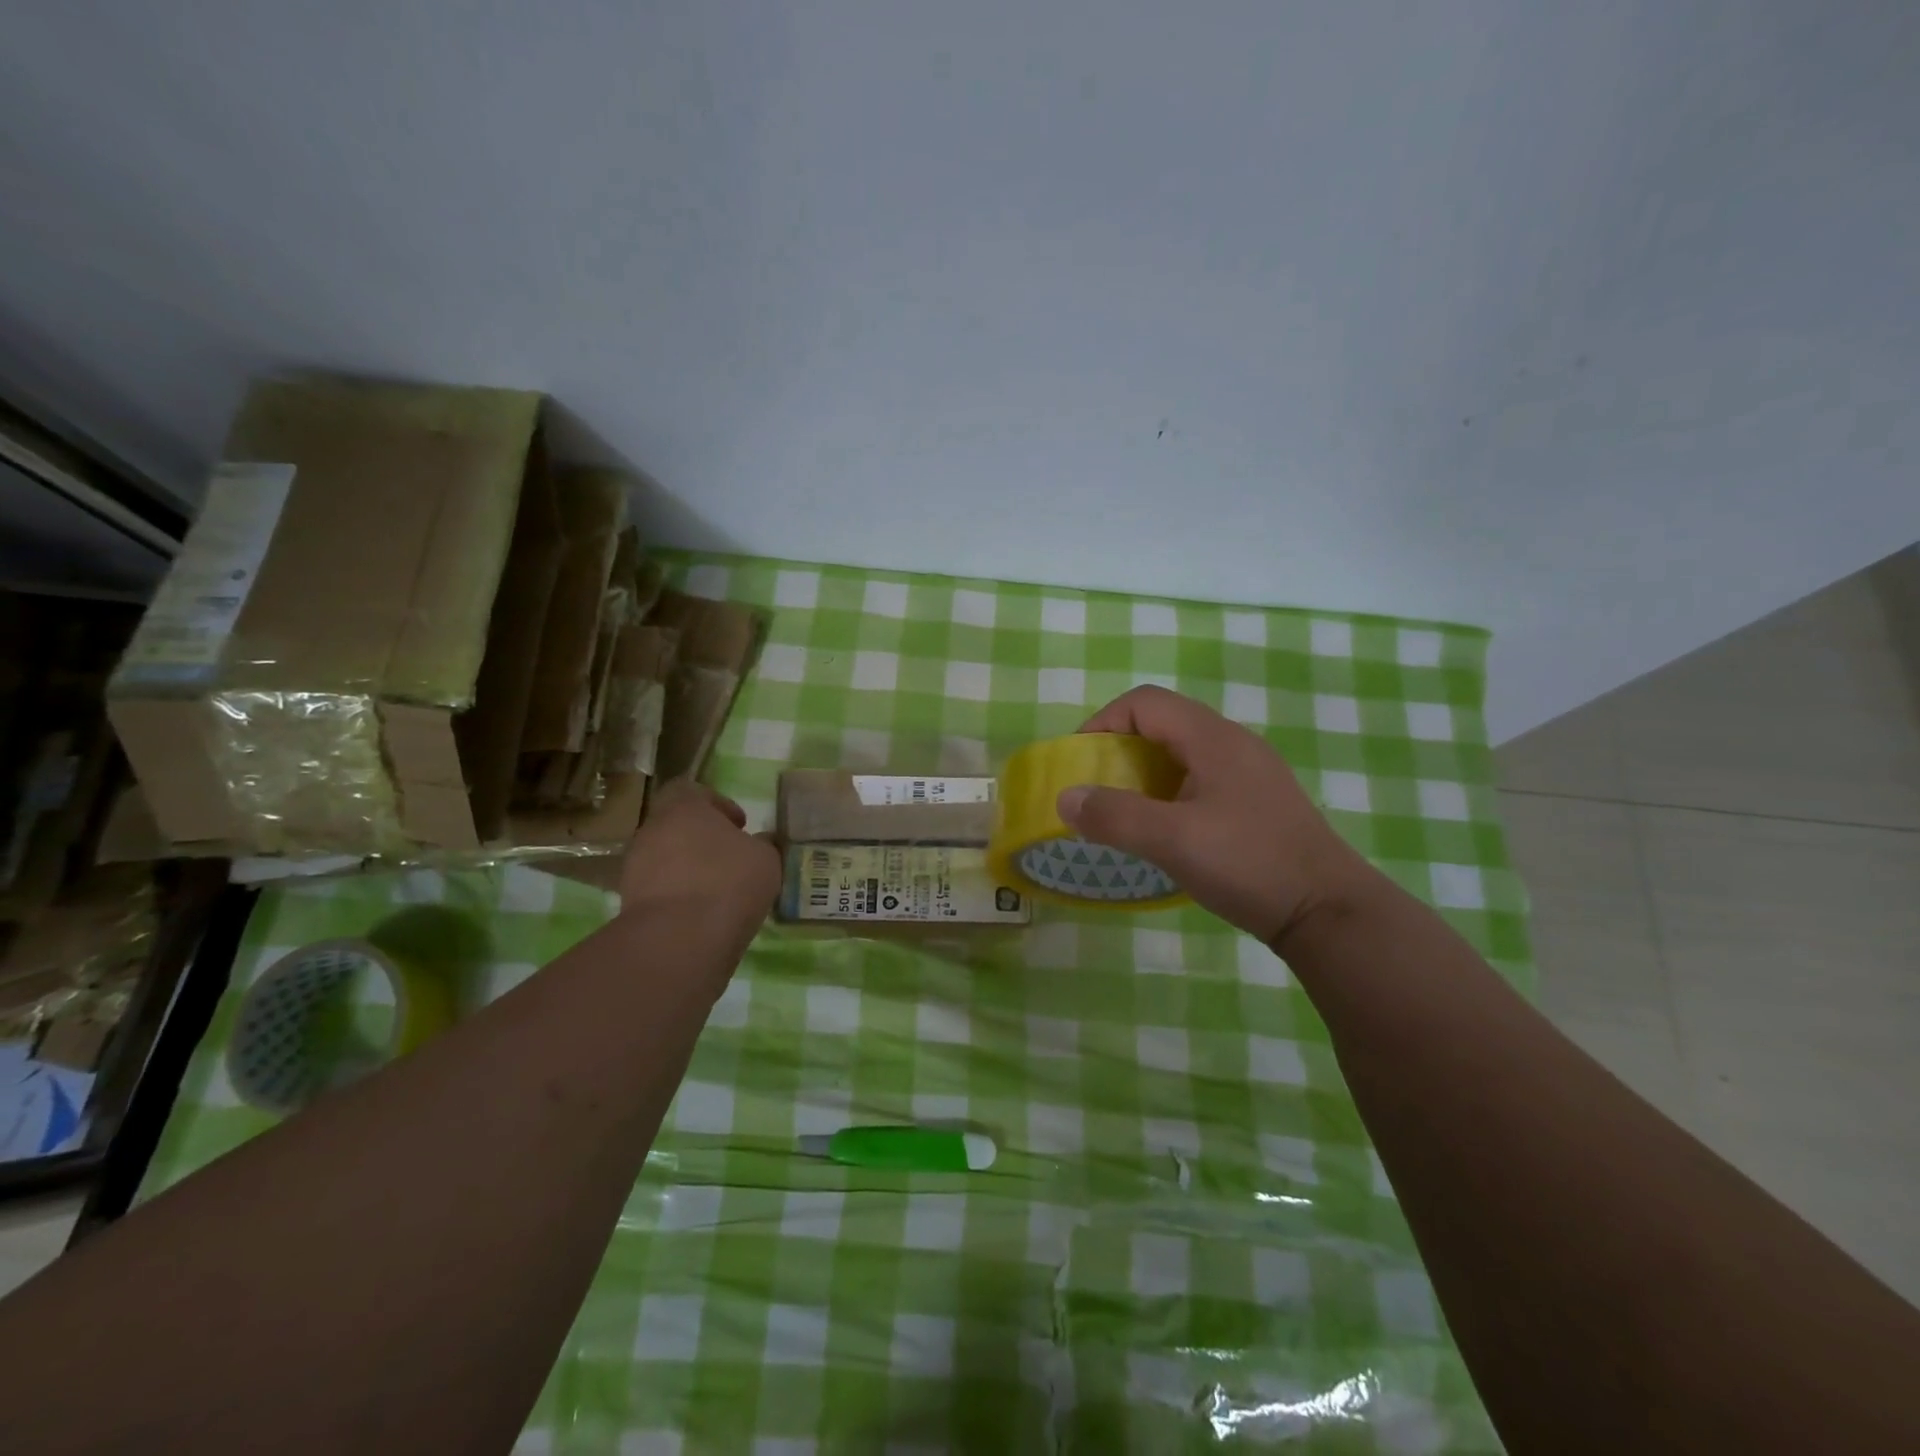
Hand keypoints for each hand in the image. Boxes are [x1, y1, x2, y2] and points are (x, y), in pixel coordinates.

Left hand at [619, 778, 781, 927]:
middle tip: (730, 858)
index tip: (739, 825)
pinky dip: (678, 897)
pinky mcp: (629, 903)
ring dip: (688, 869)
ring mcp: (635, 867)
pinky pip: (659, 890)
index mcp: (684, 808)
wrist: (678, 940)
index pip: (691, 790)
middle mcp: (652, 830)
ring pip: (666, 859)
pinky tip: (702, 914)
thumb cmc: (728, 883)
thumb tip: (758, 843)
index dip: (717, 804)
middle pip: (677, 825)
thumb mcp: (766, 859)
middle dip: (702, 839)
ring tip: (718, 891)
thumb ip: (761, 845)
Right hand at [1057, 686, 1375, 945]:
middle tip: (1098, 787)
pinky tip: (1168, 829)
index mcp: (1213, 738)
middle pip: (1164, 722)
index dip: (1104, 722)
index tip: (1080, 761)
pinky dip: (1170, 790)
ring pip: (1184, 752)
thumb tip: (1065, 797)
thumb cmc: (1249, 864)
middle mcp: (1233, 743)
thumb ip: (1115, 816)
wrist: (1329, 911)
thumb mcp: (1173, 841)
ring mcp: (1251, 772)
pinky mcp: (1259, 800)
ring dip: (1145, 771)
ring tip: (1126, 810)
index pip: (1145, 702)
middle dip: (1120, 747)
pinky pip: (1202, 777)